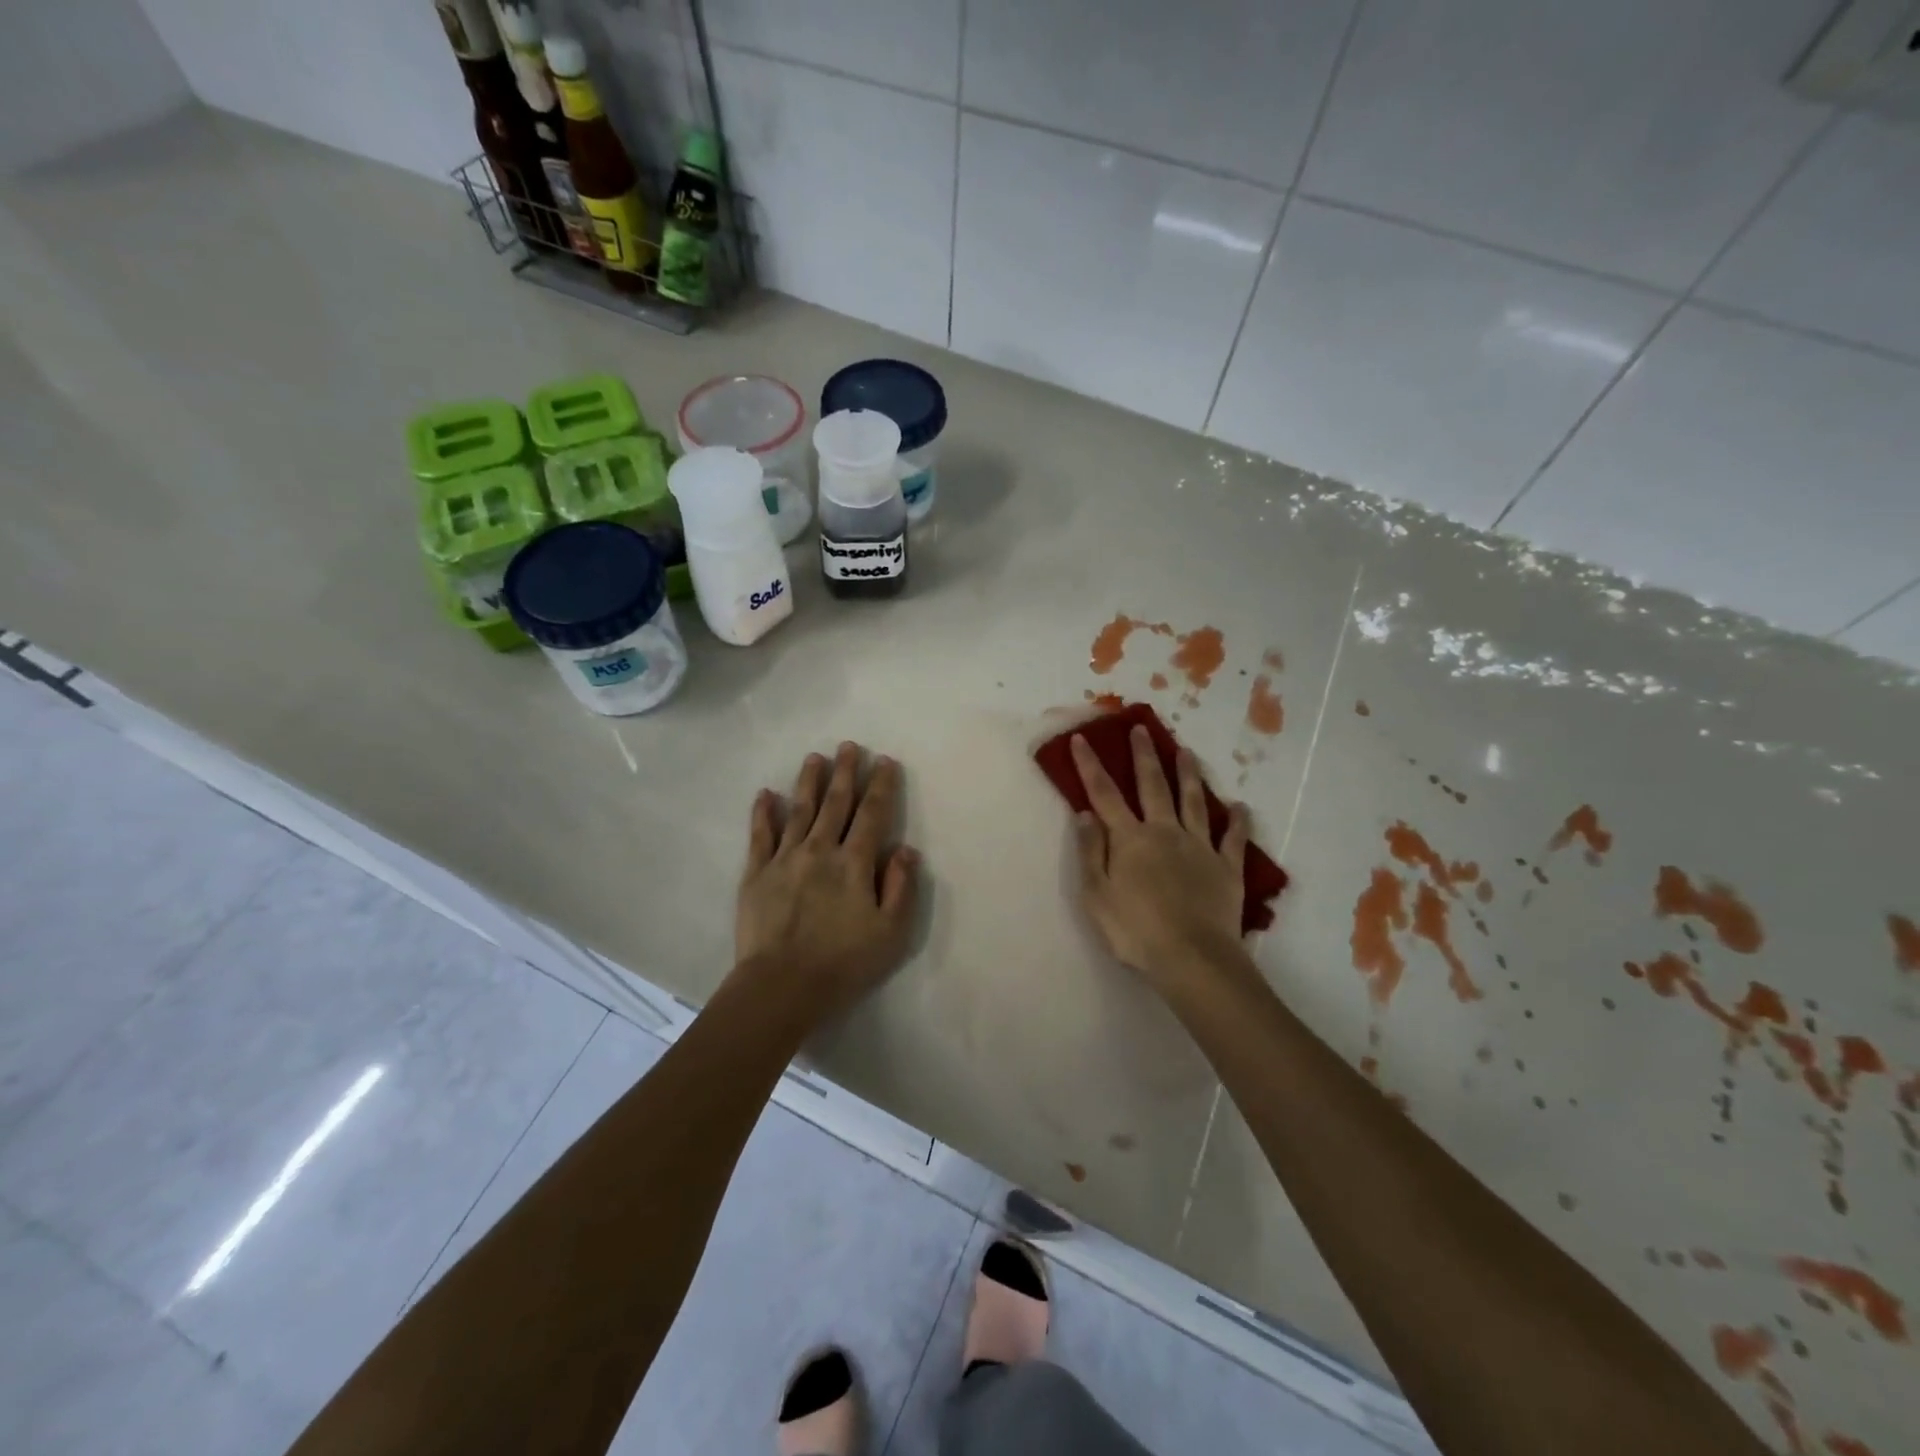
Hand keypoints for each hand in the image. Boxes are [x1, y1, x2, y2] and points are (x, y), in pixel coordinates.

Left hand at [733, 742, 920, 1021]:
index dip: (881, 786)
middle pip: (835, 804)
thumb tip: (906, 850)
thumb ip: (901, 887)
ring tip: (815, 758)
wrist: (781, 986)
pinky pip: (760, 836)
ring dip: (808, 782)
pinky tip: (765, 794)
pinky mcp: (756, 874)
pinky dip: (763, 813)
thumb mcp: (890, 933)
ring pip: (799, 811)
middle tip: (848, 747)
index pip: (872, 814)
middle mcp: (820, 850)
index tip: (884, 761)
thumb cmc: (843, 963)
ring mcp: (784, 859)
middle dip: (845, 773)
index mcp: (854, 863)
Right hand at [1070, 727, 1250, 990]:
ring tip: (1185, 751)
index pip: (1104, 794)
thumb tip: (1086, 814)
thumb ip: (1091, 852)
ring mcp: (1199, 847)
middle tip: (1141, 729)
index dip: (1091, 766)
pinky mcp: (1227, 867)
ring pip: (1194, 801)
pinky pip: (1233, 839)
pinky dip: (1236, 821)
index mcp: (1130, 839)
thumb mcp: (1096, 895)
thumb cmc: (1135, 930)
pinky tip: (1239, 807)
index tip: (1082, 739)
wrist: (1192, 957)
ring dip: (1188, 775)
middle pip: (1153, 786)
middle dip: (1144, 756)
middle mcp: (1165, 832)